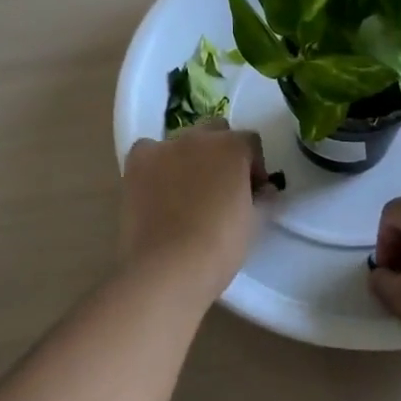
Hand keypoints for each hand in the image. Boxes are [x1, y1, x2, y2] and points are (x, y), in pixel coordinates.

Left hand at [121, 120, 270, 303]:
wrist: (167, 267)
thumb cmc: (219, 247)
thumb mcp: (254, 223)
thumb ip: (262, 198)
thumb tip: (264, 191)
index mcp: (232, 147)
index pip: (250, 142)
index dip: (254, 166)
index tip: (253, 191)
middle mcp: (199, 137)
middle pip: (216, 132)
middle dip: (222, 153)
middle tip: (221, 188)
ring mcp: (165, 146)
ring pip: (183, 141)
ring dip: (190, 157)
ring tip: (186, 191)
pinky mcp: (137, 161)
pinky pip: (149, 151)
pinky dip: (156, 163)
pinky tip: (157, 188)